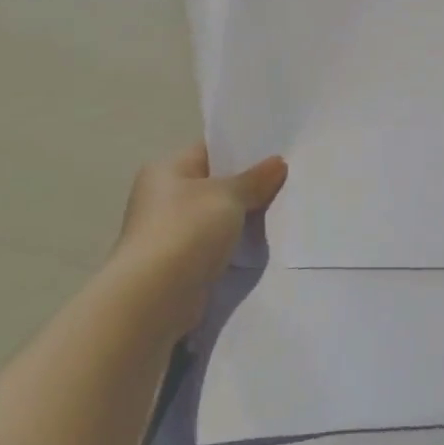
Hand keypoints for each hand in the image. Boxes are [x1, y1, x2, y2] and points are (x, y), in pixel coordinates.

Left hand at [107, 144, 286, 335]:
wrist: (155, 296)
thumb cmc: (187, 230)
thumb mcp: (228, 195)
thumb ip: (255, 179)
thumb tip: (277, 163)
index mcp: (167, 170)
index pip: (209, 149)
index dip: (243, 148)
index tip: (278, 151)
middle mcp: (163, 197)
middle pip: (215, 183)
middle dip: (249, 185)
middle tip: (288, 181)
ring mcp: (170, 231)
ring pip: (218, 216)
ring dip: (244, 217)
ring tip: (283, 210)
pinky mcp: (180, 262)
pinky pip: (216, 243)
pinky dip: (235, 243)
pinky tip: (262, 243)